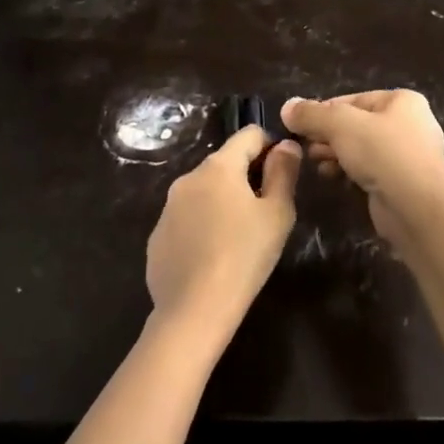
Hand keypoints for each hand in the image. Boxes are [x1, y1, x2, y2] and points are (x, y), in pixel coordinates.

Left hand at [145, 125, 301, 348]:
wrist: (194, 309)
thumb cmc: (244, 256)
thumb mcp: (277, 213)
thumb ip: (284, 172)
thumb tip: (285, 145)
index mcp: (219, 166)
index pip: (248, 134)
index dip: (270, 146)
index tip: (283, 172)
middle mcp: (188, 177)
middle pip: (225, 162)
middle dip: (247, 176)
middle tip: (266, 210)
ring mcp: (168, 206)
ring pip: (204, 190)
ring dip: (223, 200)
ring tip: (240, 236)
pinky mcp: (158, 235)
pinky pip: (187, 218)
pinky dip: (202, 225)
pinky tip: (213, 255)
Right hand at [281, 91, 443, 248]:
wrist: (416, 208)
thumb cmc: (382, 153)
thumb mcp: (340, 125)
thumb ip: (311, 114)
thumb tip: (287, 107)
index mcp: (403, 101)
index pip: (353, 99)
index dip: (323, 110)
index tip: (299, 125)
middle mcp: (410, 124)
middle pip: (357, 123)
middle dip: (328, 134)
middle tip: (306, 146)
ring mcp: (410, 155)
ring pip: (363, 148)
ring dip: (336, 153)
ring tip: (316, 163)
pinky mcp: (404, 183)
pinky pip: (371, 169)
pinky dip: (351, 170)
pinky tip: (333, 177)